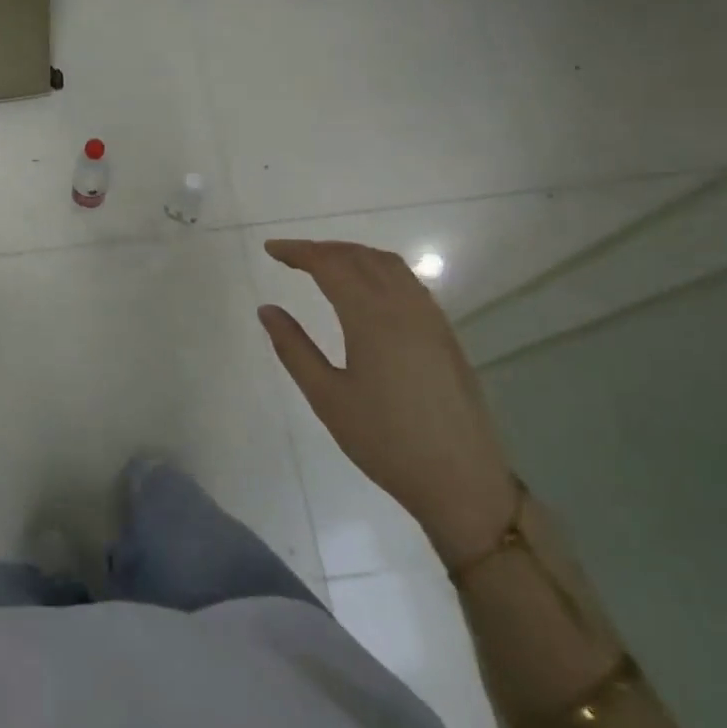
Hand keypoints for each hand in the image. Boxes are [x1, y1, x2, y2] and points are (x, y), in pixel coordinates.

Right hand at [257, 240, 513, 568]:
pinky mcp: (445, 334)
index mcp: (372, 318)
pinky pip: (409, 283)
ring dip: (353, 255)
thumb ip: (293, 348)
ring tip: (324, 264)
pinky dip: (379, 270)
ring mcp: (431, 319)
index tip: (270, 249)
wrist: (459, 479)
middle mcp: (405, 307)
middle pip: (361, 257)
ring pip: (390, 265)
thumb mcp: (327, 397)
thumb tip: (267, 309)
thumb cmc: (384, 441)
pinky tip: (366, 290)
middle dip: (323, 248)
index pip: (331, 265)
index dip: (299, 251)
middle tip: (291, 256)